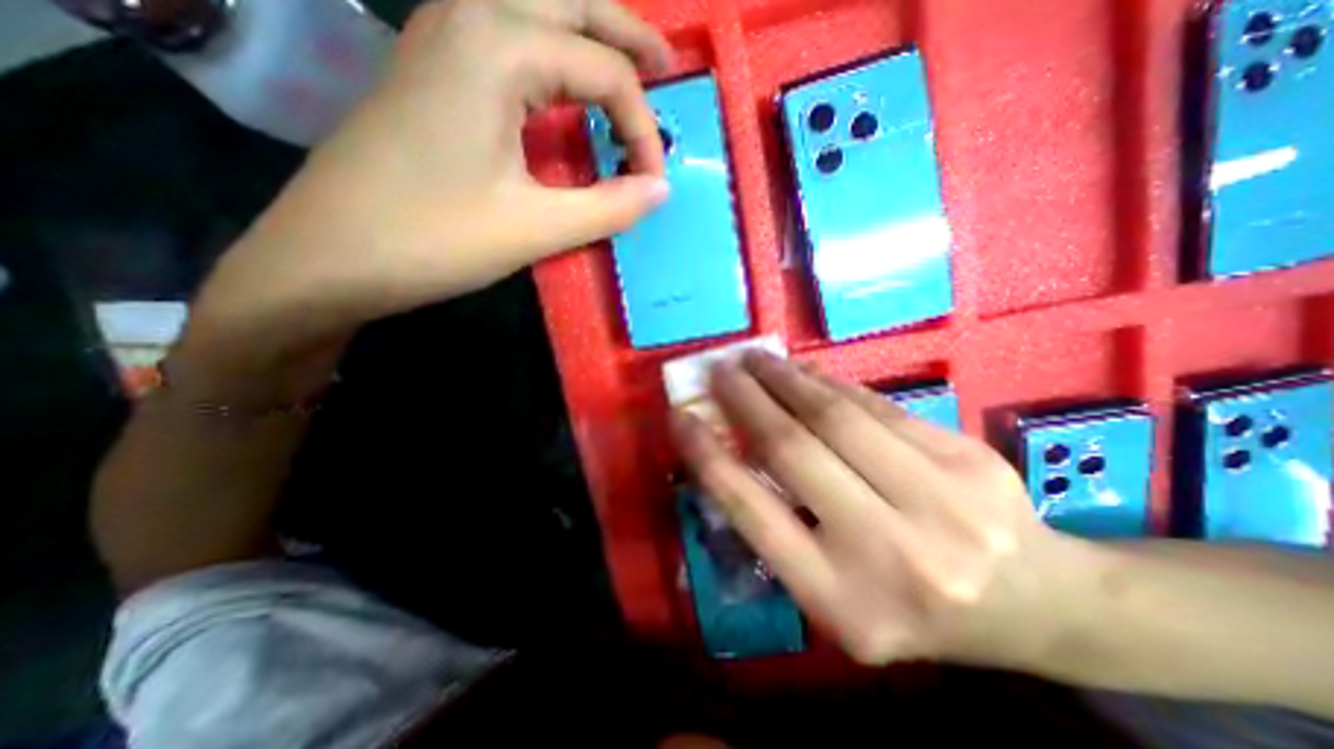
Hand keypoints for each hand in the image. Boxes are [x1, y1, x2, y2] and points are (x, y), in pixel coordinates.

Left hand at [187, 1, 672, 362]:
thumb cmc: (433, 239)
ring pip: (533, 10)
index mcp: (498, 47)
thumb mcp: (536, 228)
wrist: (328, 255)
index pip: (604, 72)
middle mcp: (468, 17)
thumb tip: (660, 191)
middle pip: (569, 2)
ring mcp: (440, 38)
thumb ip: (609, 207)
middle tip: (665, 69)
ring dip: (586, 34)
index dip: (642, 130)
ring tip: (625, 67)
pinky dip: (549, 54)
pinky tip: (561, 86)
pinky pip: (504, 37)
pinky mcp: (430, 70)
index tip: (653, 185)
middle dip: (626, 34)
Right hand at [673, 353, 1088, 670]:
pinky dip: (830, 382)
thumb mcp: (832, 593)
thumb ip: (778, 528)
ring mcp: (938, 500)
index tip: (681, 417)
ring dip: (784, 379)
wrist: (1037, 606)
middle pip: (794, 450)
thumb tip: (729, 453)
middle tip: (720, 369)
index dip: (708, 457)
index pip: (752, 511)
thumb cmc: (911, 607)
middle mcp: (888, 551)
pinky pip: (877, 406)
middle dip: (746, 400)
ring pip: (837, 417)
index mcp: (842, 599)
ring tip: (755, 358)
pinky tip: (804, 370)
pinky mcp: (966, 457)